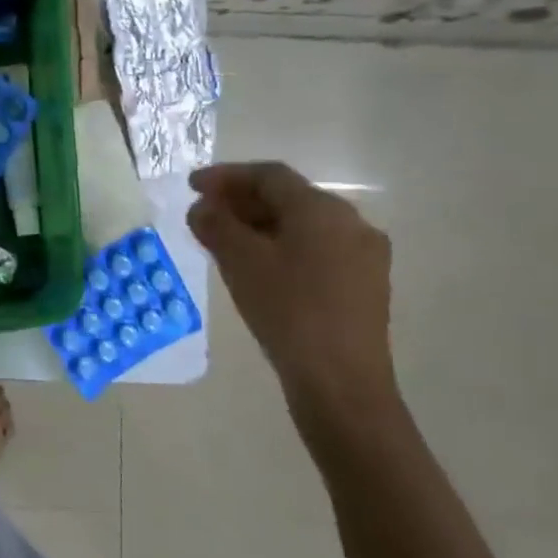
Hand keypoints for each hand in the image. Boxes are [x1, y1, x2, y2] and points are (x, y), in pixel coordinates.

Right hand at [188, 162, 399, 433]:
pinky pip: (316, 250)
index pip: (269, 176)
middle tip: (205, 213)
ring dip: (261, 225)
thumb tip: (202, 208)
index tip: (192, 186)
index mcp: (322, 209)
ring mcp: (363, 256)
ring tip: (225, 241)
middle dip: (242, 201)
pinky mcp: (364, 285)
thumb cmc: (287, 310)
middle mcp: (351, 223)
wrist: (340, 381)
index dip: (226, 176)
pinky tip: (259, 268)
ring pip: (303, 226)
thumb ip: (216, 225)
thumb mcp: (240, 262)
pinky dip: (282, 247)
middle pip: (289, 198)